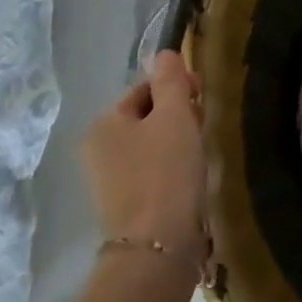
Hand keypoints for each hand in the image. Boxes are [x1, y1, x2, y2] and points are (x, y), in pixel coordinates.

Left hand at [81, 50, 207, 266]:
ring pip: (150, 144)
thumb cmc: (166, 172)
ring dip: (177, 142)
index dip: (176, 87)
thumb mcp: (174, 116)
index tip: (203, 98)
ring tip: (200, 154)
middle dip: (177, 115)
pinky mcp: (125, 207)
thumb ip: (171, 81)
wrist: (157, 248)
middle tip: (204, 127)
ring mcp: (108, 181)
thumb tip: (165, 53)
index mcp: (103, 123)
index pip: (143, 88)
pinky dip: (172, 168)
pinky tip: (189, 178)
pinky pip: (151, 171)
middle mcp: (97, 150)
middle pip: (145, 116)